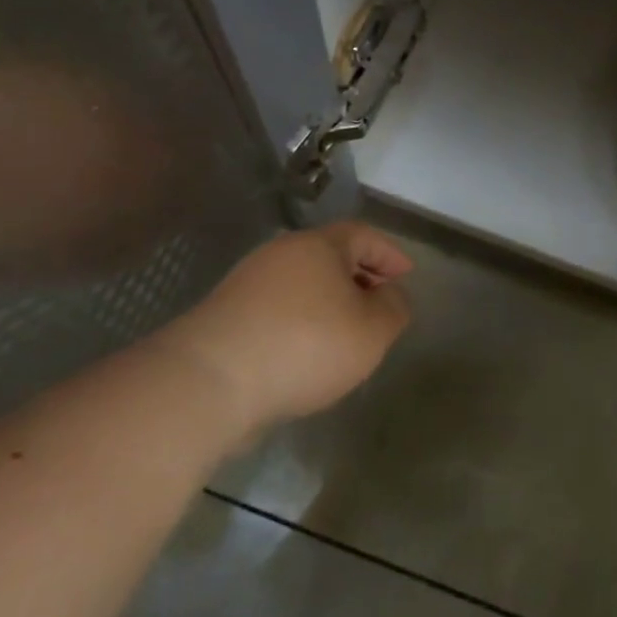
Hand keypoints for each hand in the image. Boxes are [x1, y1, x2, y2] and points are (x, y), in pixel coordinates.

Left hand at [160, 222, 413, 432]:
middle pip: (330, 257)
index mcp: (319, 246)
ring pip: (303, 284)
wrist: (210, 381)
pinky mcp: (226, 317)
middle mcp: (281, 254)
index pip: (363, 235)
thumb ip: (394, 308)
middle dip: (359, 277)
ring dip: (329, 302)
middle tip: (380, 304)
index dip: (389, 254)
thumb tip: (391, 295)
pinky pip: (278, 309)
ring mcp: (248, 284)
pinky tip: (307, 354)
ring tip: (346, 334)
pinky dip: (301, 322)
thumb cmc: (306, 345)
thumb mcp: (372, 331)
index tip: (406, 276)